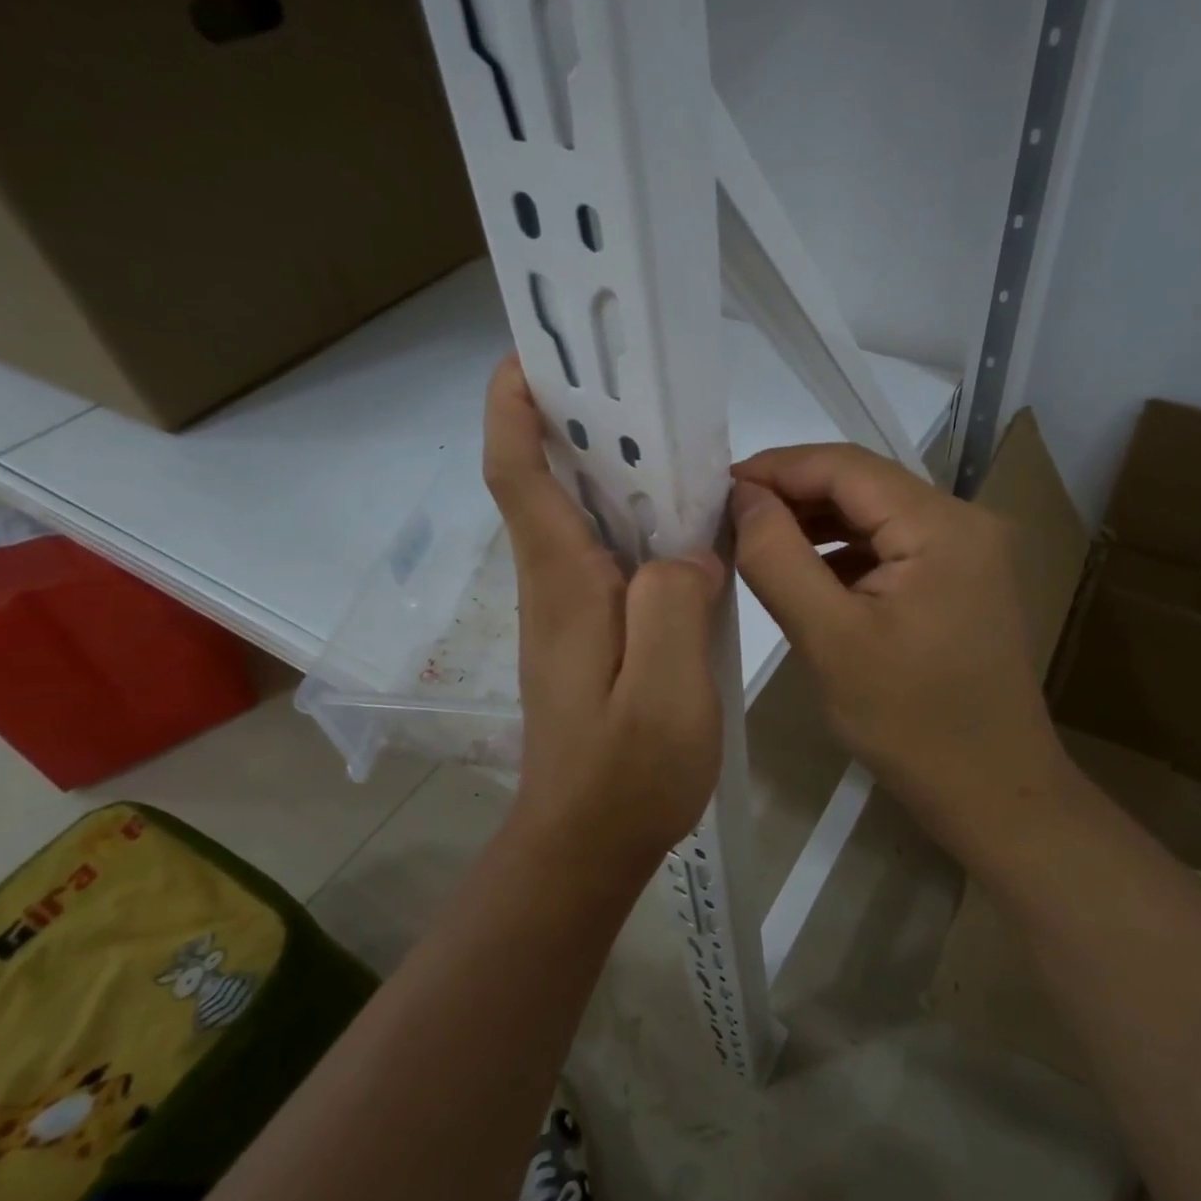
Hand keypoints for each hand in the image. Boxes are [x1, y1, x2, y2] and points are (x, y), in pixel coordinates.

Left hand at [484, 357, 724, 865]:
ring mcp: (569, 611)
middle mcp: (555, 585)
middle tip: (628, 380)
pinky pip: (606, 556)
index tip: (531, 356)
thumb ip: (675, 604)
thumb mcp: (667, 690)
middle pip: (546, 483)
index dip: (514, 411)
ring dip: (606, 468)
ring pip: (578, 517)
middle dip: (570, 421)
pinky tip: (681, 528)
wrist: (586, 844)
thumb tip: (686, 553)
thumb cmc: (626, 773)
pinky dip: (632, 522)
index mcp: (565, 584)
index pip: (519, 477)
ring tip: (668, 440)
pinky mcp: (589, 634)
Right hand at [730, 445, 1066, 857]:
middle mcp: (965, 521)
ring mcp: (969, 551)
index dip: (777, 468)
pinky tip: (808, 574)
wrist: (994, 791)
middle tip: (729, 518)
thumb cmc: (910, 723)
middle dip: (794, 496)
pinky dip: (845, 553)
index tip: (719, 488)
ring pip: (876, 516)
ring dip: (816, 524)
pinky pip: (893, 547)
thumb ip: (778, 558)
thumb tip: (744, 497)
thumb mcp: (830, 639)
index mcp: (942, 525)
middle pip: (864, 485)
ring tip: (757, 542)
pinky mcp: (962, 580)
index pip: (846, 466)